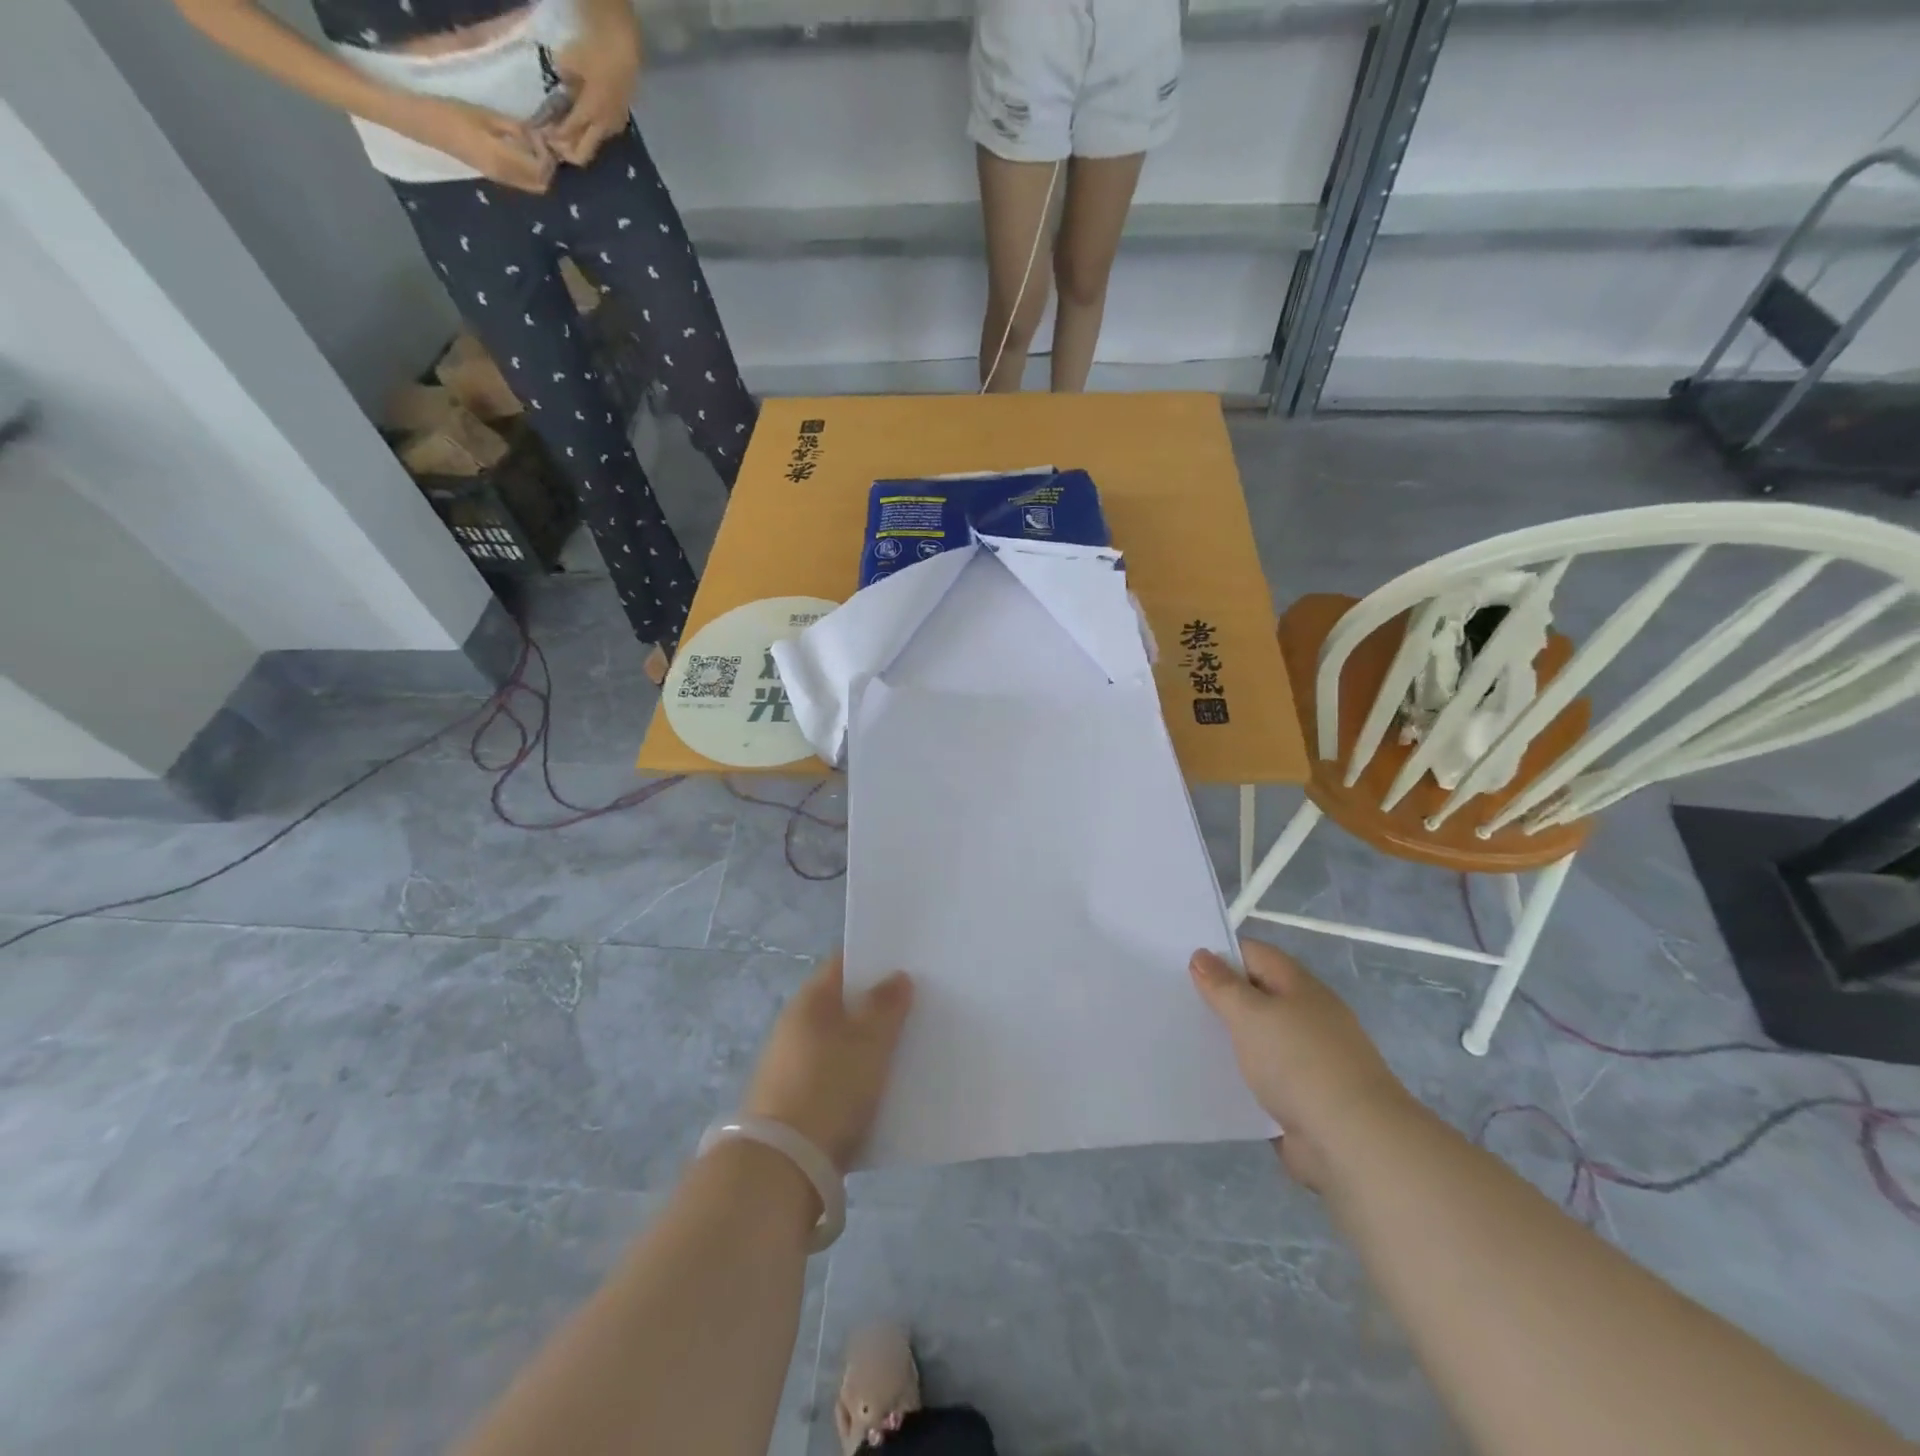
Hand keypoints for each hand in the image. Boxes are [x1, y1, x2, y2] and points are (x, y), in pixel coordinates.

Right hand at [404, 97, 554, 192]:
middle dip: (547, 168)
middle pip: (540, 184)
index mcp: (504, 161)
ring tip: (533, 147)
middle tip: (542, 146)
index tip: (542, 137)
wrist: (425, 125)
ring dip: (538, 170)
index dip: (547, 157)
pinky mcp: (493, 176)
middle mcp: (505, 176)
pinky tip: (521, 152)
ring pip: (531, 185)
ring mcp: (499, 179)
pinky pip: (520, 181)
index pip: (540, 171)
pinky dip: (528, 171)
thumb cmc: (453, 114)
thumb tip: (536, 136)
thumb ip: (514, 129)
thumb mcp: (486, 116)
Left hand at [544, 19, 640, 166]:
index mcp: (589, 113)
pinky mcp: (620, 119)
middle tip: (554, 145)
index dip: (555, 139)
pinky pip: (602, 133)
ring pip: (594, 144)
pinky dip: (591, 132)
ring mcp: (614, 125)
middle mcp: (603, 127)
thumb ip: (563, 84)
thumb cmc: (593, 51)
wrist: (622, 47)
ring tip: (567, 133)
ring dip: (580, 142)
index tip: (542, 138)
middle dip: (568, 152)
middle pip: (584, 152)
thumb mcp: (568, 62)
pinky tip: (585, 123)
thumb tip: (561, 95)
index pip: (568, 134)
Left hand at [743, 955, 913, 1171]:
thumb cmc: (829, 1088)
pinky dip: (859, 1076)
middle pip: (843, 1004)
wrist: (783, 1166)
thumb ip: (886, 1006)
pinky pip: (837, 1076)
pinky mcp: (797, 1103)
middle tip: (919, 1006)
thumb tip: (897, 975)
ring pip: (842, 1043)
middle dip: (878, 1005)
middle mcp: (796, 1026)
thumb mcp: (868, 1042)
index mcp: (810, 1001)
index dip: (875, 960)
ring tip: (910, 1047)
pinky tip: (886, 1087)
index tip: (909, 964)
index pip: (843, 964)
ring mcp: (793, 1066)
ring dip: (870, 1043)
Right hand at [1190, 938, 1412, 1189]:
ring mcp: (1307, 1059)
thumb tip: (1202, 956)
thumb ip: (1223, 986)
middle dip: (1220, 998)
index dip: (1219, 954)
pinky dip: (1240, 1077)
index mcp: (1299, 987)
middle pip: (1255, 996)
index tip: (1179, 965)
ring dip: (1228, 1040)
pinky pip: (1263, 1077)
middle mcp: (1306, 1017)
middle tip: (1174, 1000)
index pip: (1254, 954)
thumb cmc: (1299, 1063)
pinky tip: (1209, 1080)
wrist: (1353, 1143)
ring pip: (1257, 1038)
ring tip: (1183, 1038)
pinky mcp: (1303, 1098)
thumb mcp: (1251, 1015)